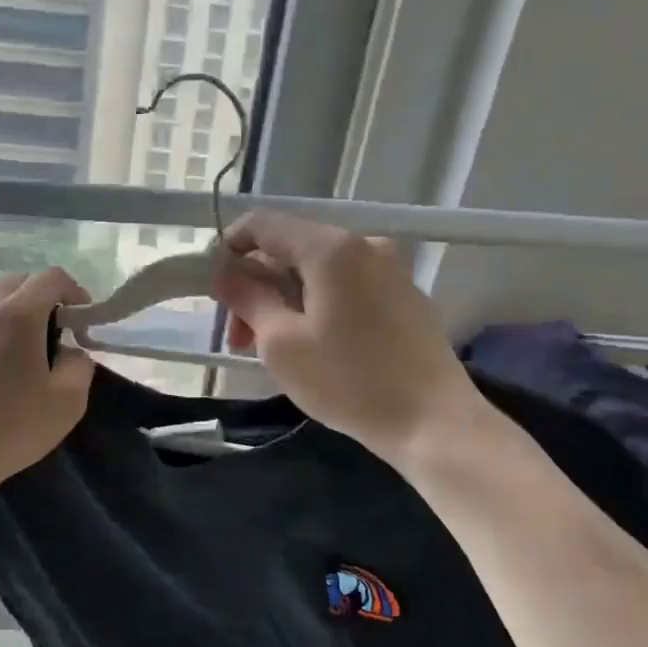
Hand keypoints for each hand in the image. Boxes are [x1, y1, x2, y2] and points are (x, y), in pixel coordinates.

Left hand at [0, 269, 95, 496]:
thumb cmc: (10, 429)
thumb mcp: (67, 403)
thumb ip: (79, 365)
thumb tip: (71, 350)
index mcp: (19, 314)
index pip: (52, 278)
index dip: (74, 292)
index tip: (81, 319)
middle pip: (17, 281)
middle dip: (40, 298)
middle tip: (51, 332)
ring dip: (1, 303)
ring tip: (10, 333)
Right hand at [209, 212, 484, 462]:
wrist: (433, 422)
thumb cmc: (347, 381)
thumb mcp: (280, 343)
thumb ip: (247, 298)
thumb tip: (224, 272)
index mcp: (331, 249)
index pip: (265, 225)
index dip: (230, 248)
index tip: (214, 287)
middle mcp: (364, 246)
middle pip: (292, 251)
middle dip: (258, 287)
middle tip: (238, 337)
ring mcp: (390, 271)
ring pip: (319, 273)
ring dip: (285, 301)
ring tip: (270, 349)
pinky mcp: (405, 298)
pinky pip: (347, 289)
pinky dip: (318, 307)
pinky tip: (312, 348)